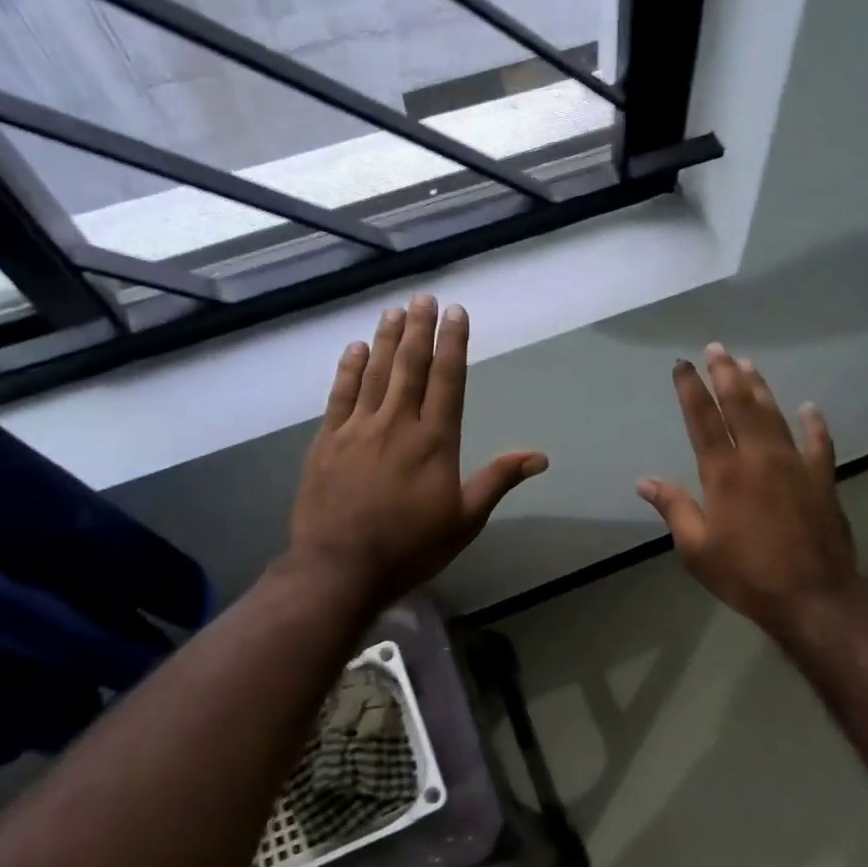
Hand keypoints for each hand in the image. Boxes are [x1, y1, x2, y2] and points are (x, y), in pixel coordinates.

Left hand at [289, 296, 546, 606]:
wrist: (341, 568)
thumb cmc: (411, 547)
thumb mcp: (465, 520)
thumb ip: (498, 480)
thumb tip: (540, 456)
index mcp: (435, 441)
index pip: (448, 380)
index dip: (453, 343)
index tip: (456, 313)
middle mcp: (397, 424)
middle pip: (411, 366)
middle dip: (420, 329)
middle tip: (424, 298)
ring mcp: (358, 429)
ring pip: (376, 373)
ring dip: (387, 339)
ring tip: (395, 311)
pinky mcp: (327, 441)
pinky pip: (340, 395)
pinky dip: (349, 369)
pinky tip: (355, 349)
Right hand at [638, 344, 860, 640]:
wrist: (813, 596)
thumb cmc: (747, 574)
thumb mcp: (697, 549)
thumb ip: (673, 508)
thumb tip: (644, 481)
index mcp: (724, 474)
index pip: (702, 420)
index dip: (690, 390)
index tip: (682, 365)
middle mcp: (759, 458)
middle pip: (740, 405)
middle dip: (726, 374)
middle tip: (717, 348)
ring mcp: (795, 465)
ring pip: (775, 415)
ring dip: (760, 388)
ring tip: (748, 364)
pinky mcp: (822, 479)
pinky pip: (819, 443)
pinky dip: (814, 423)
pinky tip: (809, 408)